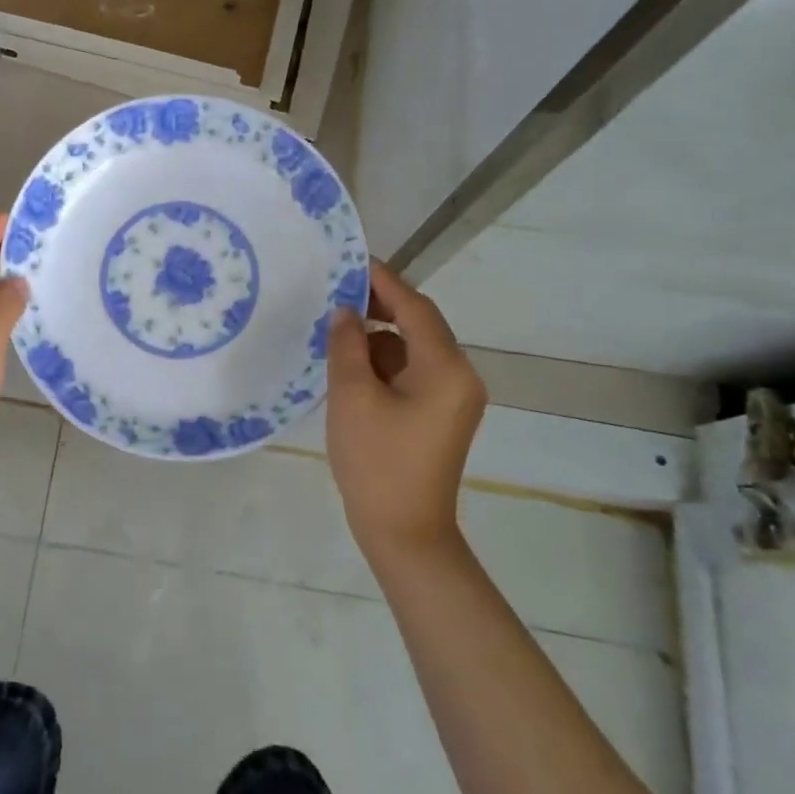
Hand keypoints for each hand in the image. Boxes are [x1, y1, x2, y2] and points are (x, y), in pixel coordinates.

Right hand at [325, 260, 486, 561]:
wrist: (403, 533)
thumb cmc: (377, 462)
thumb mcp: (352, 397)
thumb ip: (347, 346)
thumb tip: (344, 313)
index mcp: (446, 368)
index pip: (415, 308)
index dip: (384, 281)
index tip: (352, 259)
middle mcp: (459, 377)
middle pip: (419, 325)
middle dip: (379, 307)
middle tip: (335, 292)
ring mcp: (452, 398)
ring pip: (412, 350)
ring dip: (377, 338)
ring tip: (335, 331)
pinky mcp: (439, 416)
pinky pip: (411, 373)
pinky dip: (383, 363)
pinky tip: (349, 365)